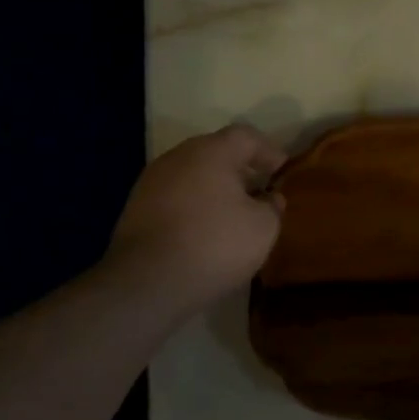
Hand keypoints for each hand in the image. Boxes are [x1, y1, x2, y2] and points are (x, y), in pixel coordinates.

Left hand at [106, 124, 286, 313]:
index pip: (246, 136)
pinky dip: (194, 204)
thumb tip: (269, 197)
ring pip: (192, 173)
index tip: (283, 170)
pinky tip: (205, 228)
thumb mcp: (263, 227)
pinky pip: (175, 195)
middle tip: (260, 189)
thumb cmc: (216, 245)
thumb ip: (272, 205)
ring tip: (233, 212)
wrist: (147, 283)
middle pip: (216, 151)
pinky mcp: (135, 208)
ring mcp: (151, 182)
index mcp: (212, 152)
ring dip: (215, 186)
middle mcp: (178, 157)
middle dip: (240, 167)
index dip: (269, 150)